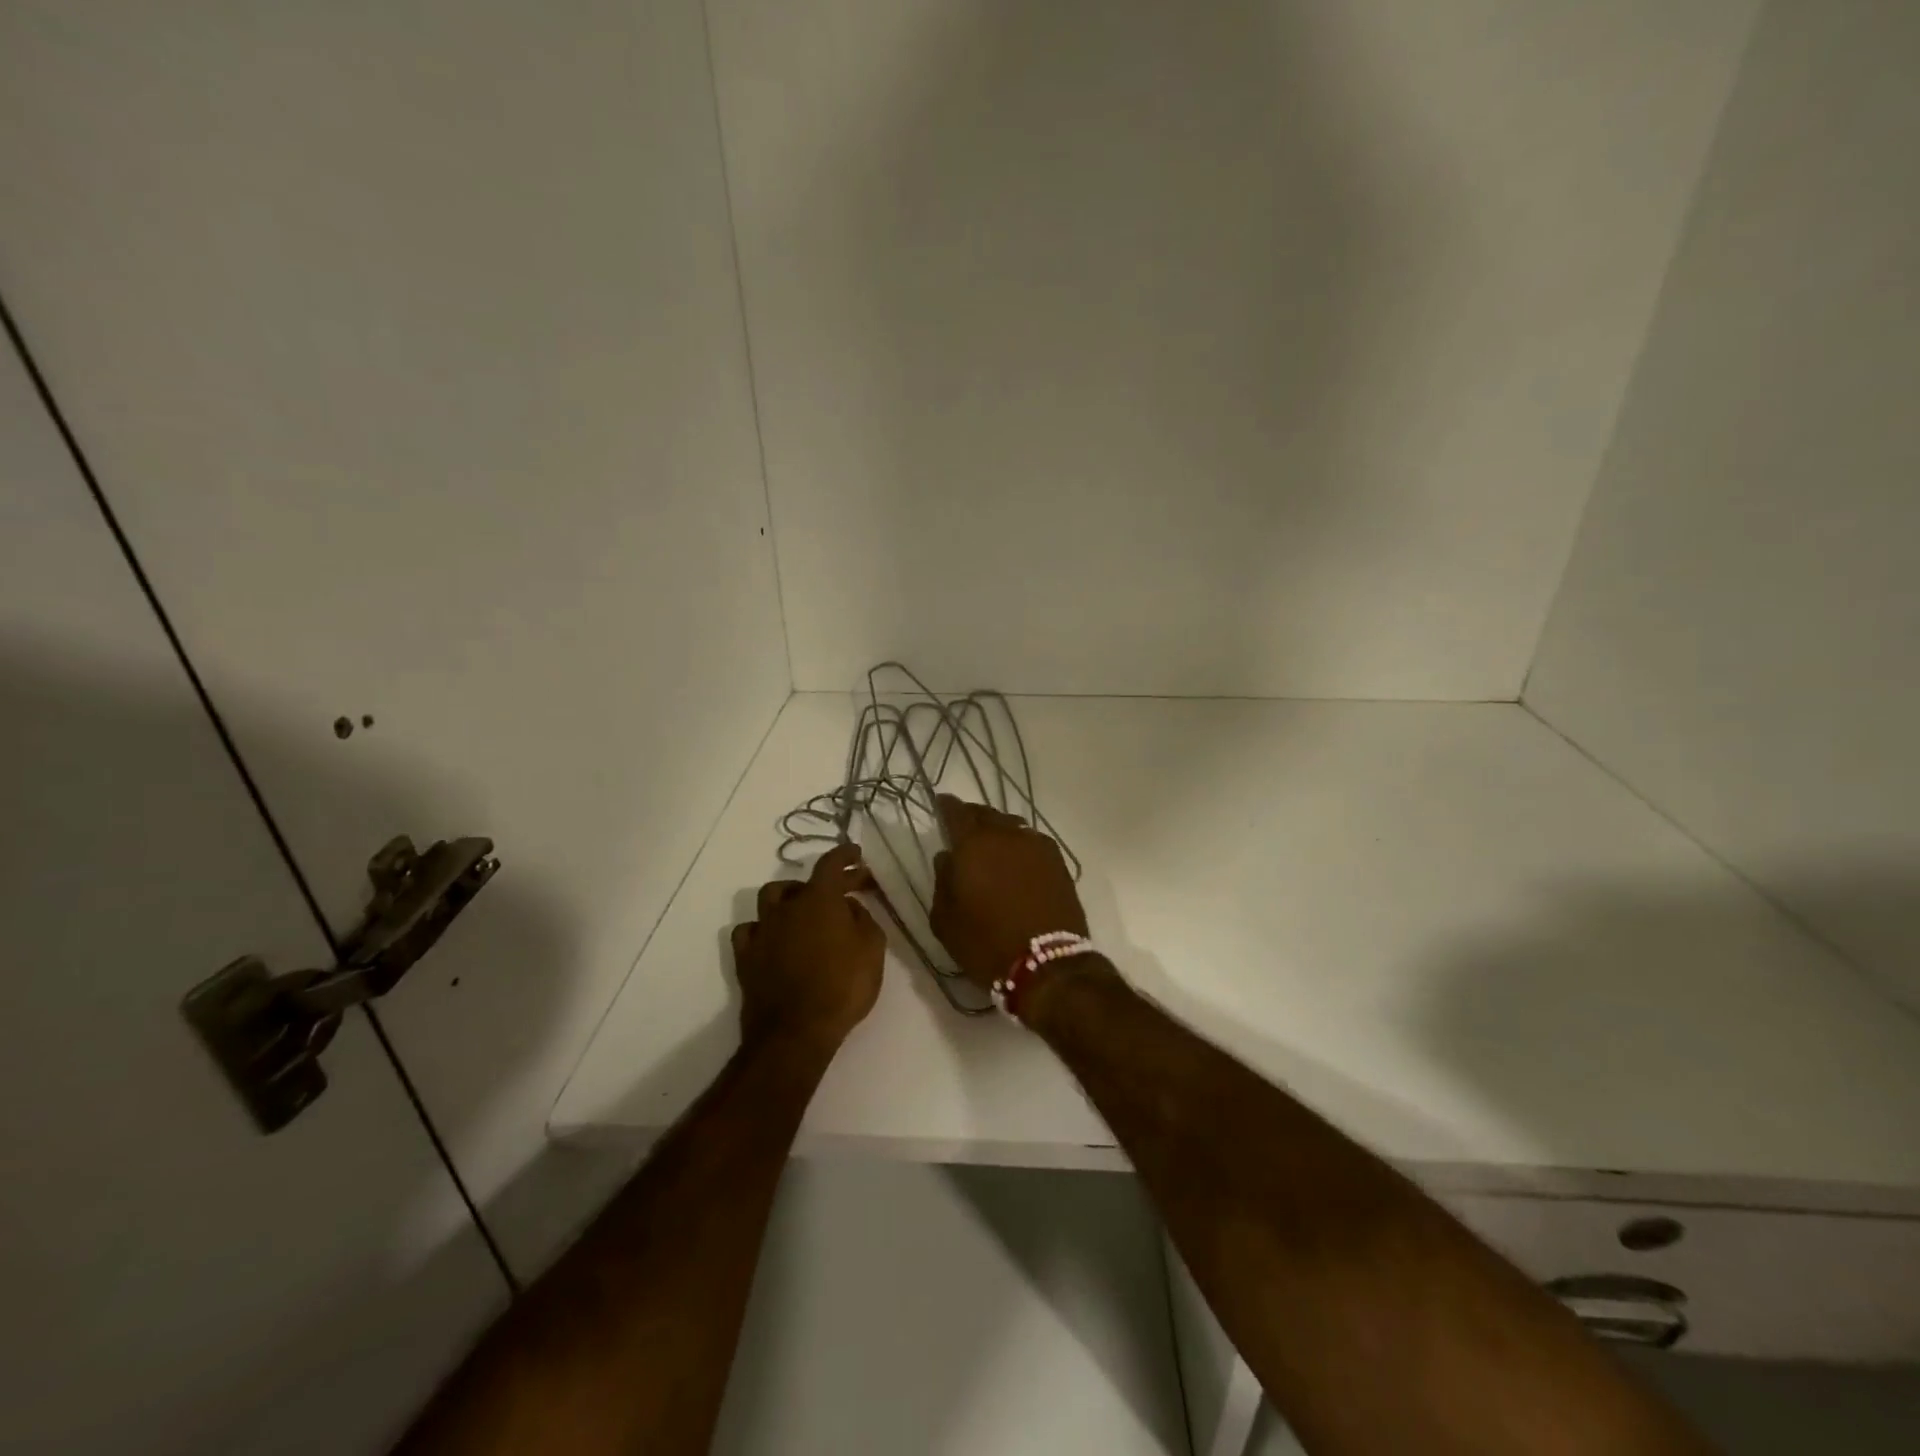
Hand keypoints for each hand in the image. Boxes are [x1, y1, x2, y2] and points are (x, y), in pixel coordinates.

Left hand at [732, 843, 885, 1053]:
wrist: (795, 1031)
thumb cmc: (843, 987)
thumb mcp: (872, 949)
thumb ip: (863, 919)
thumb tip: (849, 907)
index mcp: (819, 899)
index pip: (831, 863)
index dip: (844, 854)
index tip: (855, 853)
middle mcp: (786, 907)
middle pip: (803, 882)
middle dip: (825, 882)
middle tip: (844, 893)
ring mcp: (762, 931)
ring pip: (769, 898)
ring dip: (788, 898)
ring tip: (803, 909)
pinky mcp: (746, 957)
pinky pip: (749, 930)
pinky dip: (763, 928)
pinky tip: (773, 937)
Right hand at [930, 794, 1089, 990]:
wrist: (1047, 965)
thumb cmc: (986, 943)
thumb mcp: (945, 920)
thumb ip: (942, 881)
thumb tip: (947, 856)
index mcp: (973, 845)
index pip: (956, 812)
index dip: (946, 806)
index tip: (941, 803)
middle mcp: (1006, 835)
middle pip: (986, 814)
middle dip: (973, 817)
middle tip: (964, 826)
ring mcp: (1036, 846)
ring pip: (1012, 825)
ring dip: (999, 830)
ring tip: (992, 844)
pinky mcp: (1058, 861)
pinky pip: (1032, 841)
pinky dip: (1020, 844)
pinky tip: (1017, 859)